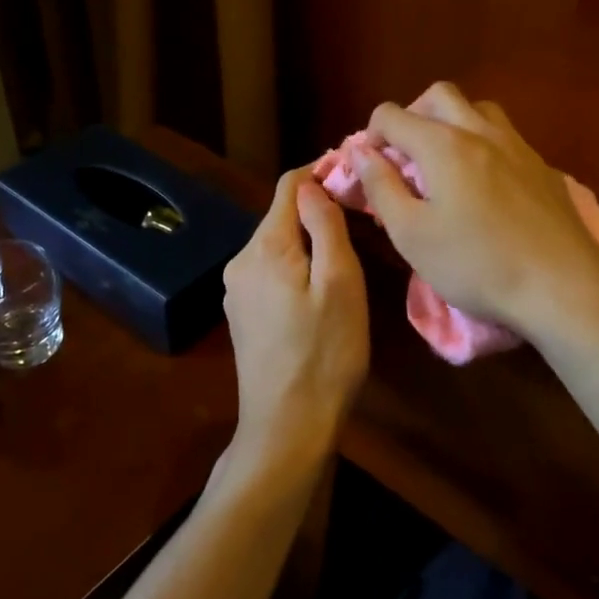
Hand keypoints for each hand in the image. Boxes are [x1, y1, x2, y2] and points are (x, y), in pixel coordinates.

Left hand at [221, 167, 368, 475]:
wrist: (287, 427)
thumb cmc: (325, 353)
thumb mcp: (340, 284)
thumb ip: (325, 226)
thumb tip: (313, 182)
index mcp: (264, 247)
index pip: (288, 187)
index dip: (320, 171)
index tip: (355, 172)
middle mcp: (241, 261)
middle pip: (281, 216)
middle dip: (316, 207)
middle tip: (361, 214)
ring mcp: (237, 290)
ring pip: (277, 245)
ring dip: (308, 238)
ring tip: (348, 248)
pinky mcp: (242, 315)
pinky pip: (271, 271)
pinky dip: (296, 265)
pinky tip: (320, 285)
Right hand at [352, 82, 598, 334]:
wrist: (562, 285)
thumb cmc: (476, 264)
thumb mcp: (412, 234)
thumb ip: (381, 187)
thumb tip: (360, 153)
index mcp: (442, 144)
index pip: (393, 115)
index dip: (371, 136)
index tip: (372, 169)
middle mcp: (480, 131)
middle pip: (439, 95)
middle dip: (413, 115)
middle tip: (406, 156)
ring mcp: (517, 146)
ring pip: (478, 109)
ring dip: (453, 122)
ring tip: (445, 163)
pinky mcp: (542, 166)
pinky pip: (505, 136)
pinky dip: (483, 143)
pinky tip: (485, 184)